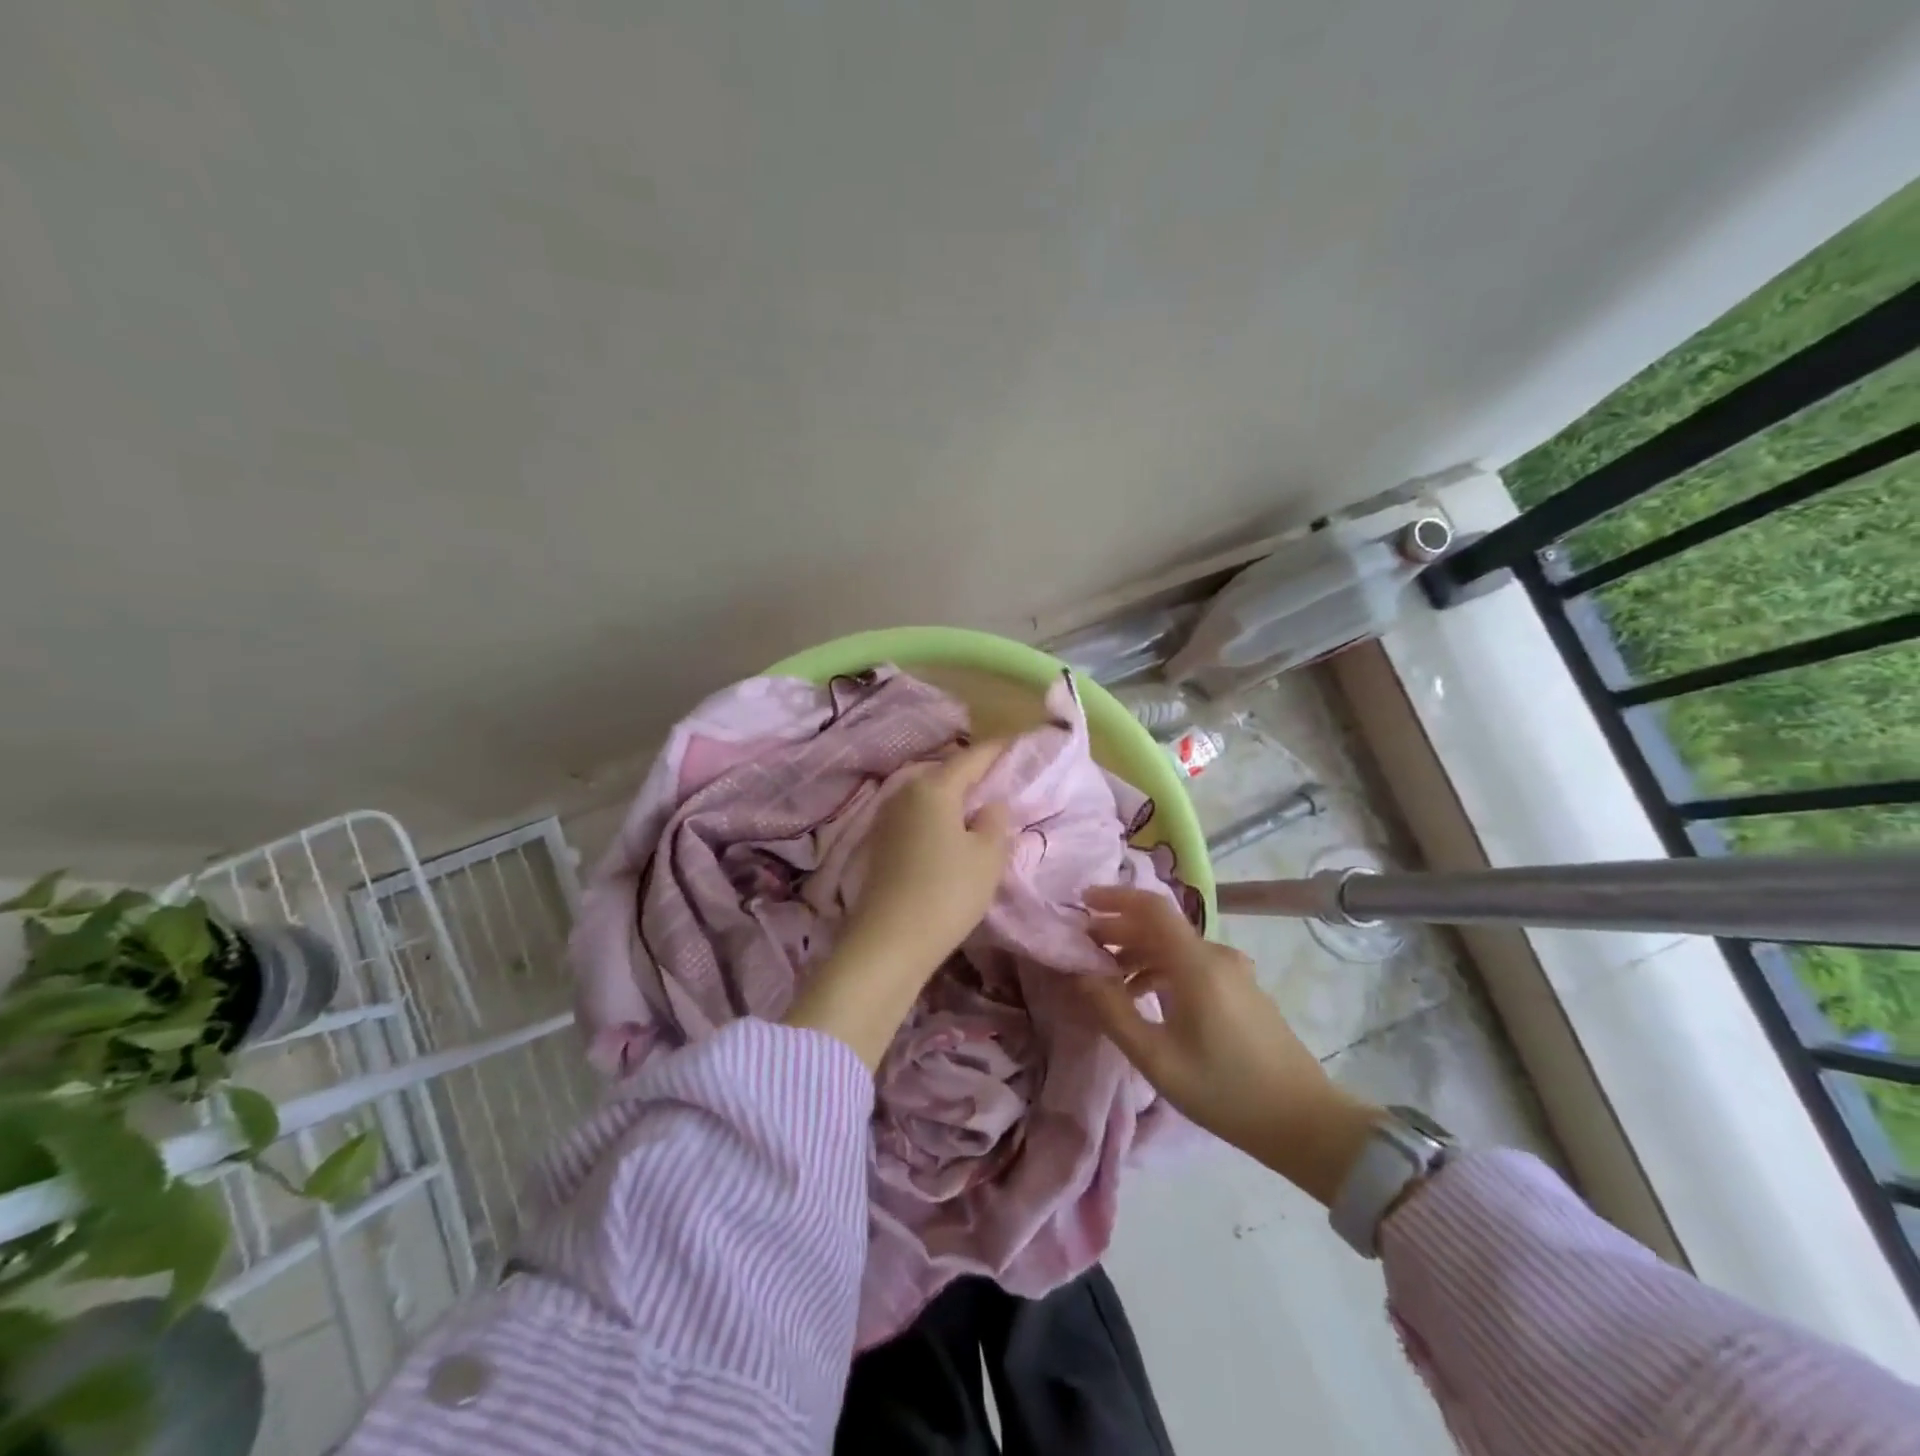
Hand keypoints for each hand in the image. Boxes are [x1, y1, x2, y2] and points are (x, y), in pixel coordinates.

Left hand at [783, 742, 1012, 1067]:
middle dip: (974, 772)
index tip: (1018, 742)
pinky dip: (938, 816)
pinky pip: (918, 816)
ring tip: (980, 804)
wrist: (888, 941)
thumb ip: (996, 821)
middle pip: (946, 772)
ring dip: (954, 797)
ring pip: (930, 795)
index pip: (973, 757)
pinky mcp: (881, 842)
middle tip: (1002, 776)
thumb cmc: (947, 892)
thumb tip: (990, 804)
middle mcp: (906, 792)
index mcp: (934, 787)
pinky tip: (952, 832)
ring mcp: (888, 817)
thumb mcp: (988, 856)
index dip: (998, 749)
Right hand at [1077, 886, 1381, 1204]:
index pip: (1151, 907)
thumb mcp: (1158, 1059)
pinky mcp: (1242, 988)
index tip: (1082, 903)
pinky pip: (1192, 963)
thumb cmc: (1226, 1091)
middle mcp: (1217, 955)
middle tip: (1084, 947)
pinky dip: (1161, 968)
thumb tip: (1082, 976)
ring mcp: (1234, 971)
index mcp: (1197, 964)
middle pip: (1160, 926)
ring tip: (1108, 978)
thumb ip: (1113, 1012)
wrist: (1305, 1122)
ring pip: (1175, 946)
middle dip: (1119, 930)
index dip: (1114, 898)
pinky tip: (1145, 996)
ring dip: (1138, 953)